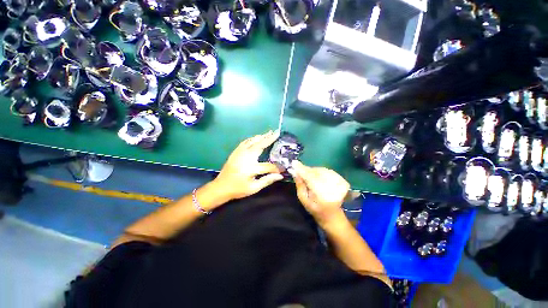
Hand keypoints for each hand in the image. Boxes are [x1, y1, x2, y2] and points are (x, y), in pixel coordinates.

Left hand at [212, 130, 283, 201]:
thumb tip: (280, 176)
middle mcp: (246, 157)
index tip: (283, 169)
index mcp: (251, 168)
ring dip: (261, 137)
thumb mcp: (254, 188)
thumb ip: (267, 180)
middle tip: (276, 132)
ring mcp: (239, 153)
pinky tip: (257, 137)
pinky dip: (252, 139)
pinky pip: (245, 142)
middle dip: (269, 139)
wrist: (221, 187)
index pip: (268, 166)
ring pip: (252, 141)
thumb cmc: (238, 189)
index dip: (276, 168)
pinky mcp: (235, 152)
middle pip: (260, 146)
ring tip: (269, 133)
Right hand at [290, 160, 349, 226]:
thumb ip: (300, 185)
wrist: (332, 214)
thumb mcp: (303, 199)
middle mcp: (332, 187)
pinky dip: (320, 171)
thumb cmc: (315, 209)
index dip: (302, 169)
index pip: (310, 177)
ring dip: (313, 170)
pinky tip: (316, 175)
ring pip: (322, 170)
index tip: (294, 163)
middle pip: (317, 172)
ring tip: (308, 174)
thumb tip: (294, 171)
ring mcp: (339, 183)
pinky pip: (327, 171)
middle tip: (299, 169)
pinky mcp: (343, 181)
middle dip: (307, 169)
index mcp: (322, 195)